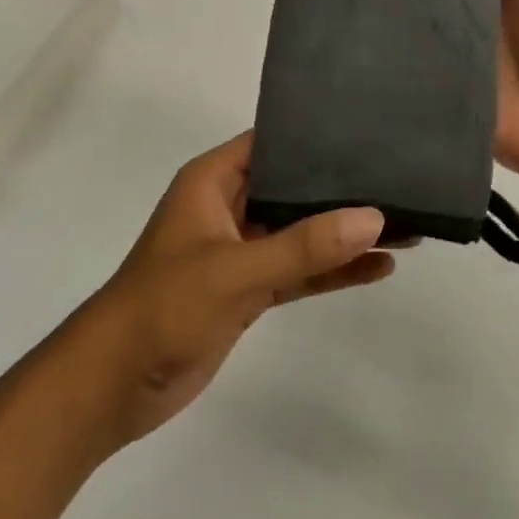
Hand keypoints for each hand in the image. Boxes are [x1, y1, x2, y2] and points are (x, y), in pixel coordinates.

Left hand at [63, 133, 393, 449]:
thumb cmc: (163, 308)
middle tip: (402, 179)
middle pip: (293, 187)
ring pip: (300, 233)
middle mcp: (227, 206)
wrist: (112, 386)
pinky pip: (298, 272)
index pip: (272, 142)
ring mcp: (239, 250)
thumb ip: (303, 246)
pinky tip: (379, 267)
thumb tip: (373, 216)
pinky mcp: (247, 290)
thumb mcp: (235, 271)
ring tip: (406, 226)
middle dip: (342, 188)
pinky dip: (332, 271)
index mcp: (212, 181)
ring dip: (344, 234)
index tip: (371, 132)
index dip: (317, 136)